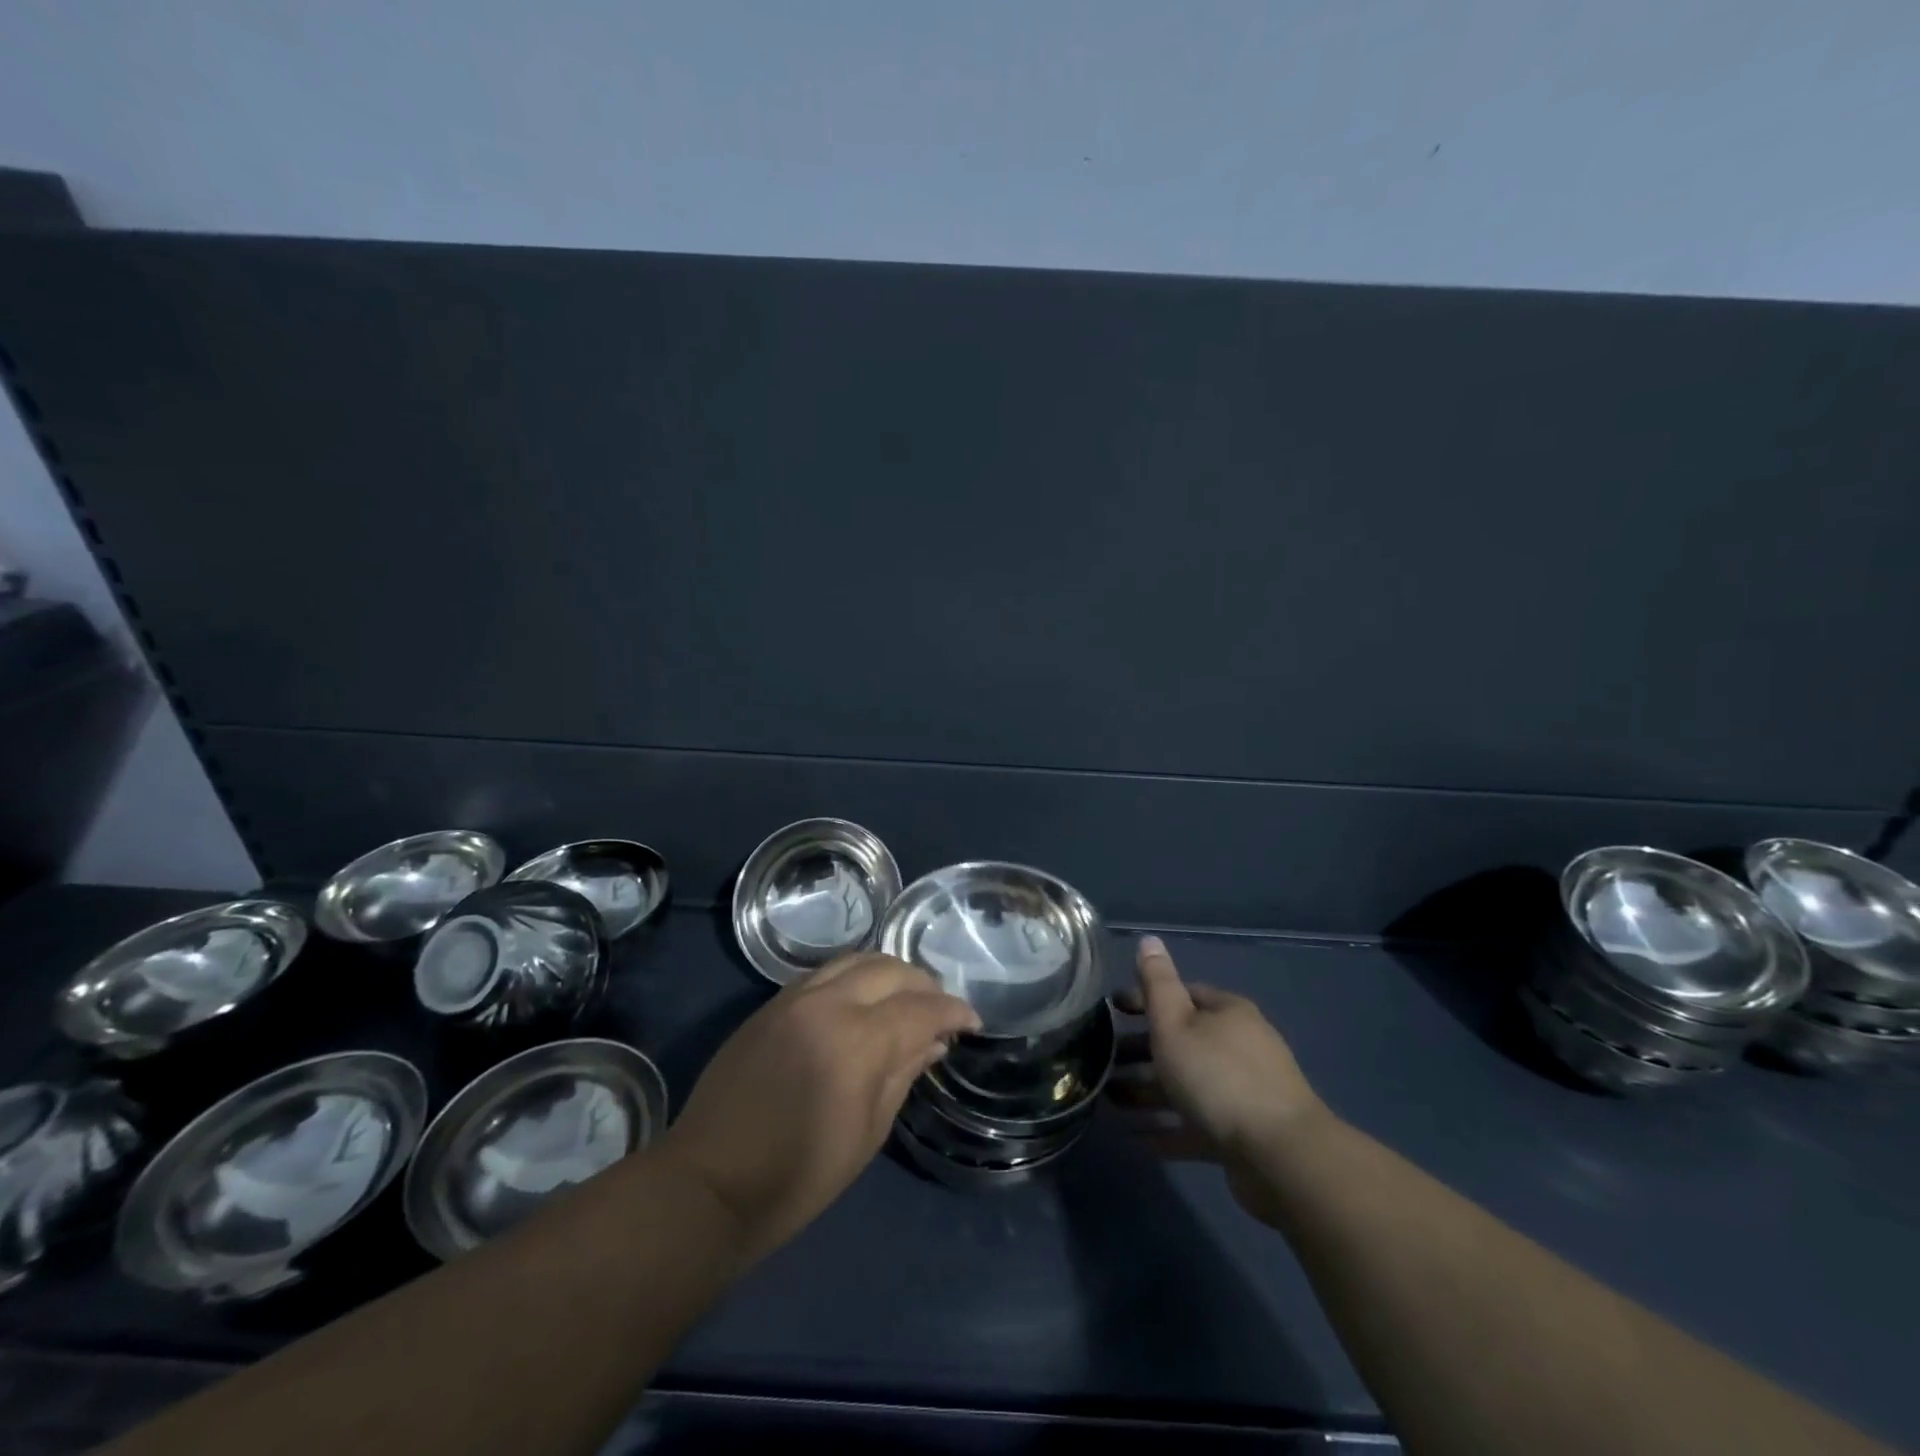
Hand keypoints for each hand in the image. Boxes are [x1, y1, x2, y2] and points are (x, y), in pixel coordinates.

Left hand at [657, 953, 980, 1264]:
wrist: (709, 1183)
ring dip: (889, 973)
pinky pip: (824, 972)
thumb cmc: (797, 1177)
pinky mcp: (770, 1004)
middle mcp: (827, 1004)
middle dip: (924, 984)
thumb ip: (902, 1074)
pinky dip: (854, 977)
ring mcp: (793, 999)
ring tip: (905, 998)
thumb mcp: (866, 1134)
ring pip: (856, 960)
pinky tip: (862, 999)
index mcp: (856, 1042)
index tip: (972, 1022)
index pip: (919, 1008)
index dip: (952, 1011)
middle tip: (940, 1010)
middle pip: (890, 970)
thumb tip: (933, 1041)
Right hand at [1110, 936, 1325, 1223]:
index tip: (1111, 1012)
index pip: (1181, 995)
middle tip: (1103, 1062)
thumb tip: (1149, 939)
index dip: (1144, 999)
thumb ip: (1158, 983)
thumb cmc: (1218, 1077)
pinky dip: (1167, 1128)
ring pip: (1186, 1085)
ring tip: (1110, 1101)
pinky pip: (1196, 1124)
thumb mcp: (1176, 1022)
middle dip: (1141, 1051)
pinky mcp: (1243, 1134)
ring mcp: (1244, 1092)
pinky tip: (1136, 1139)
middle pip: (1182, 1042)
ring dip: (1148, 1091)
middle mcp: (1239, 1046)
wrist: (1281, 1157)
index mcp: (1227, 1013)